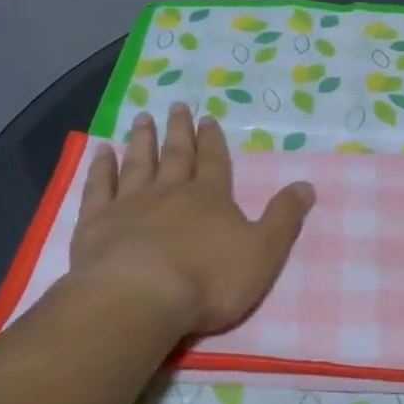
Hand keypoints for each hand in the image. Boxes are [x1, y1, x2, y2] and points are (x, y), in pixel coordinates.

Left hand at [65, 103, 314, 338]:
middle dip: (178, 130)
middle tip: (176, 105)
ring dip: (141, 140)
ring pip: (138, 163)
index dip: (212, 139)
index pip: (214, 161)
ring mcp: (130, 204)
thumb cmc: (208, 280)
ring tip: (142, 119)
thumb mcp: (263, 252)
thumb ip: (284, 218)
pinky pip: (100, 187)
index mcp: (210, 197)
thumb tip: (306, 185)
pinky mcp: (97, 222)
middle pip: (176, 154)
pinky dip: (101, 168)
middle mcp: (170, 191)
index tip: (207, 117)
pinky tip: (101, 152)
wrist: (139, 297)